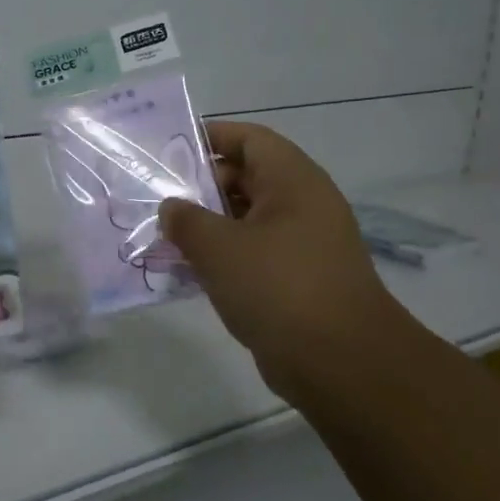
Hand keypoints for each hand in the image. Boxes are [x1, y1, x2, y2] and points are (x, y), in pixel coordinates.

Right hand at [159, 120, 401, 400]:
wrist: (342, 363)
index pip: (249, 138)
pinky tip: (187, 272)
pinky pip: (252, 254)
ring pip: (246, 220)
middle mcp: (302, 204)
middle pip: (245, 178)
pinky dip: (222, 257)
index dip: (209, 137)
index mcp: (292, 181)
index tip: (168, 151)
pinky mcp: (297, 279)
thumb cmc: (279, 287)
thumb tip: (171, 208)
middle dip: (200, 187)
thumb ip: (186, 220)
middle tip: (157, 200)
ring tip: (163, 236)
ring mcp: (302, 243)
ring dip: (206, 226)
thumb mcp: (219, 247)